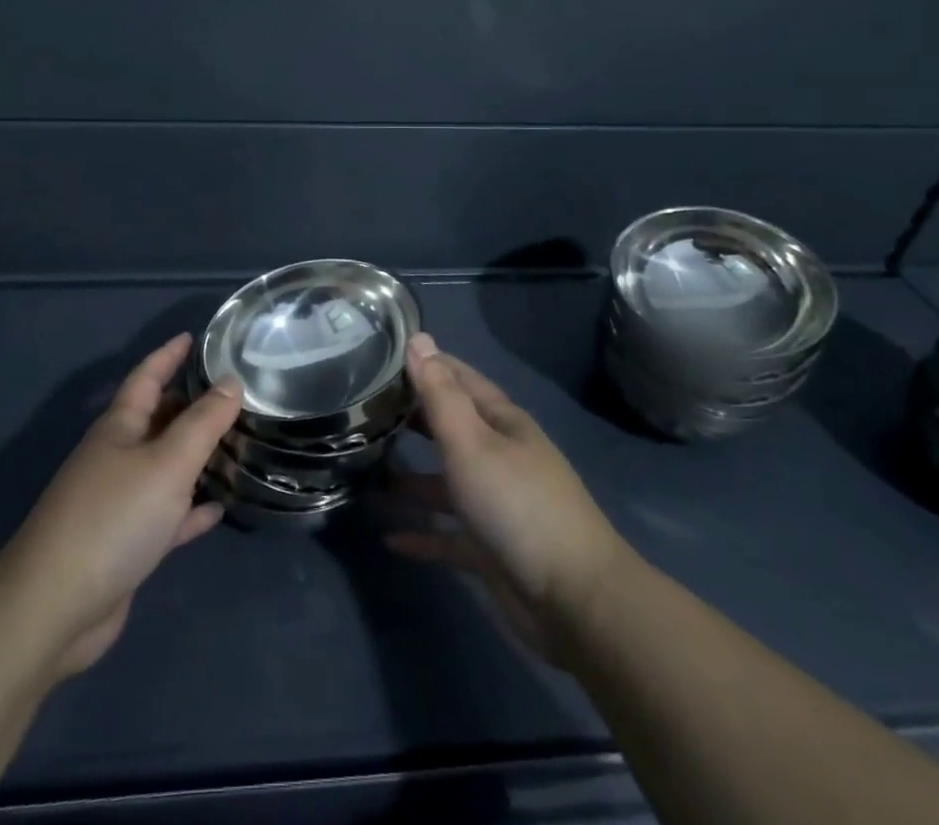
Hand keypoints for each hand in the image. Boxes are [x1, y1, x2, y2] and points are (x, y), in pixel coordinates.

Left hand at [0, 334, 241, 678]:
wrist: (55, 606)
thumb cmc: (113, 518)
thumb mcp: (167, 463)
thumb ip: (203, 423)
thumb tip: (231, 382)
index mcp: (119, 428)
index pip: (146, 377)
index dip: (168, 355)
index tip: (193, 337)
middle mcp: (117, 457)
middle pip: (158, 420)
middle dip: (190, 405)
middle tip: (232, 394)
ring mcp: (119, 502)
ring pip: (165, 467)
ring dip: (196, 456)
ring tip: (236, 445)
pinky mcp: (125, 544)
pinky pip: (166, 514)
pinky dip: (190, 508)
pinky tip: (218, 507)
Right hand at [385, 333, 630, 664]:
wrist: (574, 600)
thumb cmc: (516, 503)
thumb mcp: (471, 441)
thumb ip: (440, 394)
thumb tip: (419, 339)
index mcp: (501, 423)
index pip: (459, 380)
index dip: (427, 365)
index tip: (384, 355)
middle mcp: (499, 457)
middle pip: (450, 429)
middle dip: (412, 419)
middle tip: (365, 411)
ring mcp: (496, 505)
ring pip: (444, 484)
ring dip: (409, 481)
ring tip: (364, 475)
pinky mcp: (490, 551)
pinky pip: (447, 536)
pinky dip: (421, 534)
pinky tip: (389, 538)